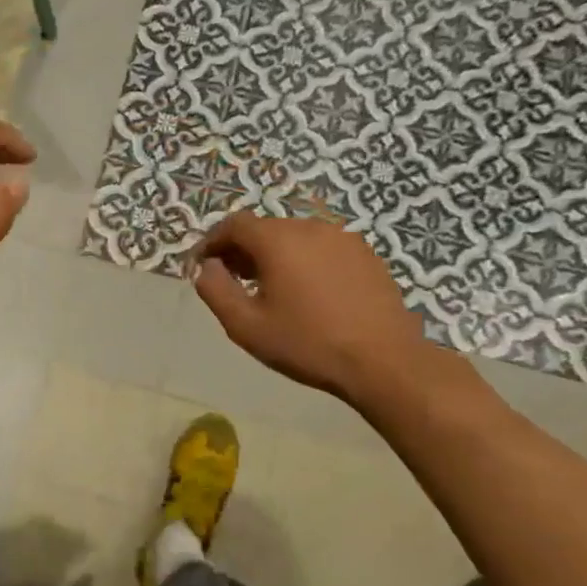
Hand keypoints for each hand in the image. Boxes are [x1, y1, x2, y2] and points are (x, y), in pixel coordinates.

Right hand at [191, 210, 432, 405]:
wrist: (383, 361)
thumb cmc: (306, 343)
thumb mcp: (245, 325)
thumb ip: (215, 290)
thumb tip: (207, 267)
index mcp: (278, 240)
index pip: (234, 224)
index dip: (212, 242)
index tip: (202, 265)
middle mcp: (310, 228)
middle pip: (265, 228)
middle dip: (242, 249)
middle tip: (231, 279)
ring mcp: (343, 238)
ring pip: (294, 237)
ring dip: (273, 254)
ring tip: (268, 287)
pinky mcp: (366, 255)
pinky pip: (321, 248)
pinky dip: (303, 260)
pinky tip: (305, 292)